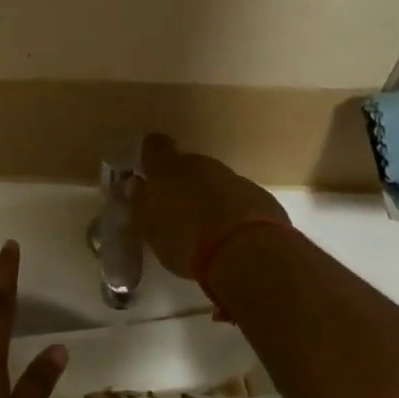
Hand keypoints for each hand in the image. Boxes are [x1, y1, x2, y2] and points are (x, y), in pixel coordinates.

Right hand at [136, 133, 288, 277]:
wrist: (247, 252)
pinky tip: (231, 238)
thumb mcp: (150, 229)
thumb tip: (138, 187)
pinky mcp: (260, 196)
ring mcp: (234, 177)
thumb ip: (141, 204)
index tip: (149, 172)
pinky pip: (238, 199)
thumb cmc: (185, 239)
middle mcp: (201, 164)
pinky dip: (232, 212)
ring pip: (215, 182)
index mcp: (168, 168)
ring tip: (205, 231)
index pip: (154, 146)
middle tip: (177, 212)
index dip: (152, 156)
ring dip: (209, 199)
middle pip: (188, 165)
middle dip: (182, 184)